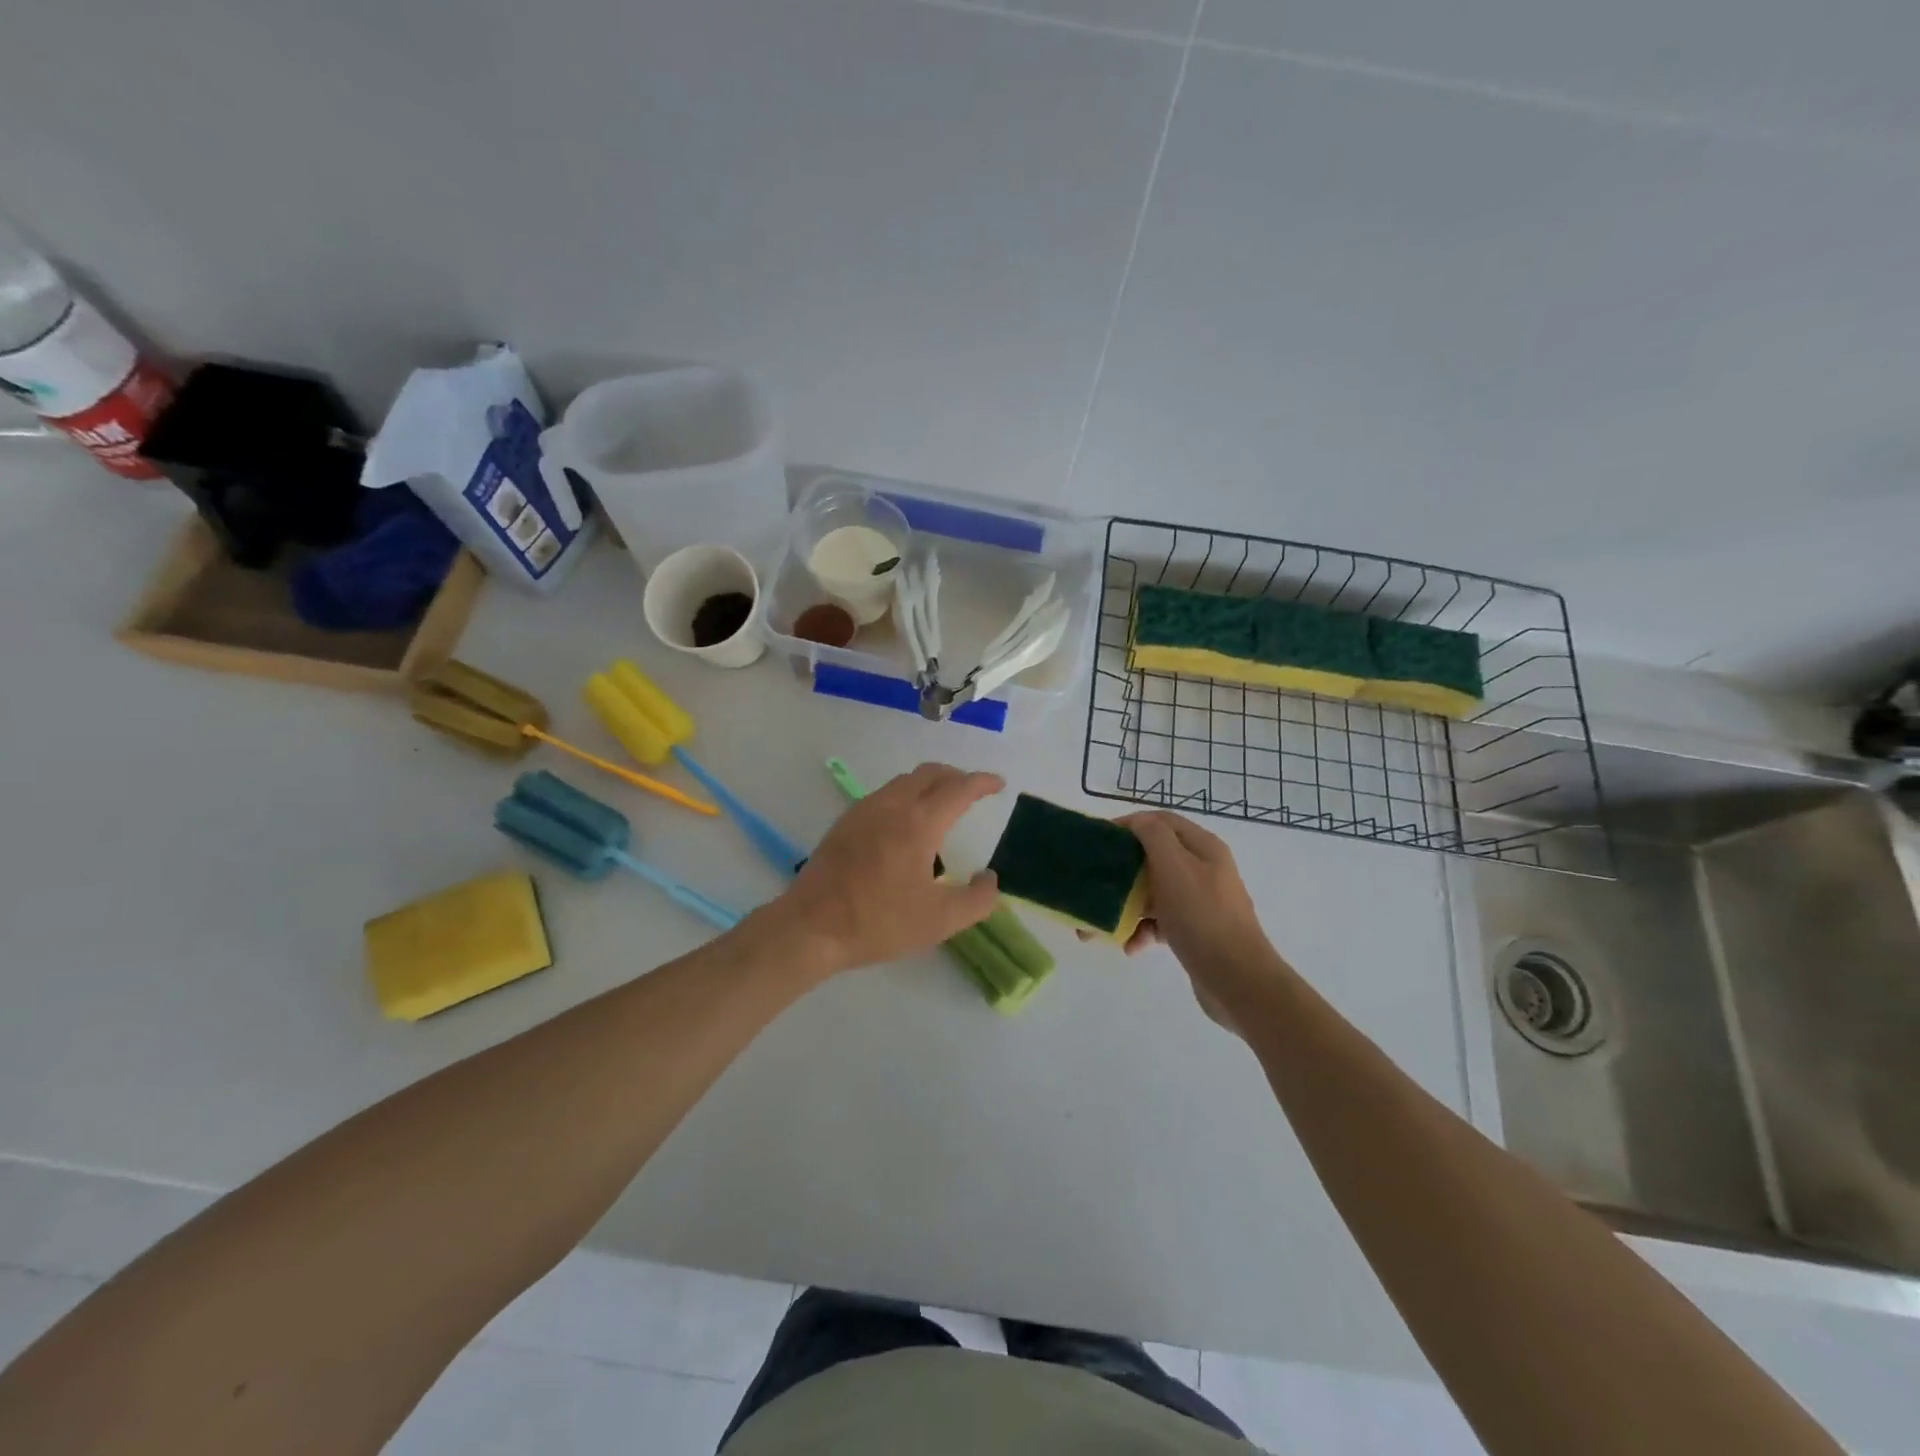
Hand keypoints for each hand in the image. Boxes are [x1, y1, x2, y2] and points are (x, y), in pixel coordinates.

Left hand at [774, 763, 1003, 977]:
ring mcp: (864, 810)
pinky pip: (884, 794)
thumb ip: (977, 900)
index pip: (959, 788)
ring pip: (904, 780)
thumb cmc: (879, 922)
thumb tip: (990, 878)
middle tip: (972, 792)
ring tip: (941, 805)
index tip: (998, 784)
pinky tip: (904, 823)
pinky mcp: (845, 822)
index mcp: (919, 823)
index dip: (982, 782)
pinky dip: (905, 794)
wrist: (811, 927)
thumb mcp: (940, 920)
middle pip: (930, 773)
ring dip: (929, 783)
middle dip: (956, 776)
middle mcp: (892, 805)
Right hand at [1083, 811, 1280, 1033]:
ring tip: (1101, 926)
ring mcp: (1200, 902)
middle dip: (1121, 872)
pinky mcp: (1195, 931)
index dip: (1129, 825)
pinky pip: (1160, 921)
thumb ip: (1154, 836)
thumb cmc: (1203, 917)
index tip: (1099, 840)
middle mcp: (1203, 869)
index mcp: (1202, 848)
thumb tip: (1137, 821)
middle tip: (1094, 884)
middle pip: (1153, 858)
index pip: (1161, 821)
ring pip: (1153, 893)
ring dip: (1127, 906)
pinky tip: (1132, 947)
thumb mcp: (1175, 868)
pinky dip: (1143, 931)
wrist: (1238, 981)